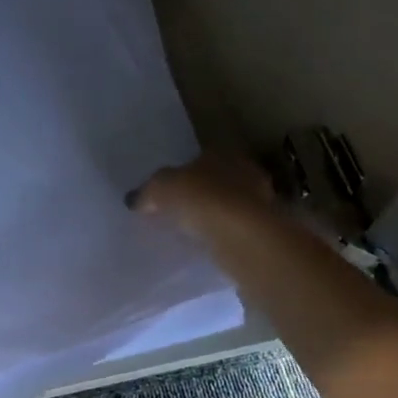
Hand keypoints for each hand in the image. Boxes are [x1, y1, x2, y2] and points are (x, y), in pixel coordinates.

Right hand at [127, 153, 278, 239]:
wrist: (242, 235)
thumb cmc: (200, 198)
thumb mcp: (160, 189)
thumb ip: (147, 192)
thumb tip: (134, 199)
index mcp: (222, 152)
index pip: (202, 157)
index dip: (184, 172)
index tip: (170, 188)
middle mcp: (246, 170)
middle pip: (218, 180)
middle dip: (201, 193)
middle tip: (179, 209)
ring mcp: (260, 200)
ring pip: (230, 204)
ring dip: (214, 215)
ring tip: (191, 230)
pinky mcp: (264, 228)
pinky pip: (236, 228)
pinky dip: (223, 234)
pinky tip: (207, 244)